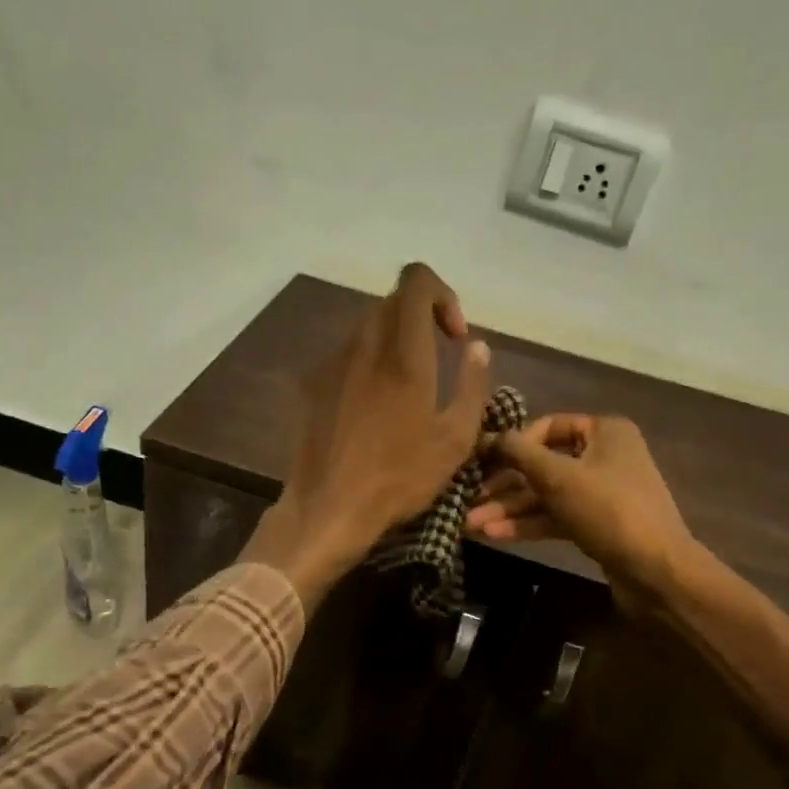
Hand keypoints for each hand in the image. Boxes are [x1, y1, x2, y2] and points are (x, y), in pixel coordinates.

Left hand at [244, 263, 492, 609]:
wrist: (328, 508)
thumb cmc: (399, 478)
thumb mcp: (455, 439)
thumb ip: (473, 385)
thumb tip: (478, 346)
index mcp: (404, 353)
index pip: (416, 280)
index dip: (442, 294)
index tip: (454, 336)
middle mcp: (364, 345)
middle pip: (393, 302)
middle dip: (421, 319)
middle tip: (438, 359)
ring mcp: (331, 362)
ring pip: (367, 328)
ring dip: (394, 343)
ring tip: (406, 389)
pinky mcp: (311, 383)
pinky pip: (346, 356)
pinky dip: (367, 365)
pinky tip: (372, 410)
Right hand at [466, 414, 695, 606]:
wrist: (657, 571)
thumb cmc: (608, 510)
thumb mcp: (558, 476)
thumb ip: (518, 453)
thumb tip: (486, 436)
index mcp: (604, 431)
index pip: (547, 426)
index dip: (512, 443)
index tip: (481, 462)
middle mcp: (604, 455)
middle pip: (543, 464)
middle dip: (503, 486)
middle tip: (466, 500)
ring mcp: (601, 492)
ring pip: (546, 494)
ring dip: (509, 508)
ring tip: (470, 524)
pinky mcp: (596, 523)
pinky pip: (556, 516)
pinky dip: (528, 523)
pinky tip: (495, 535)